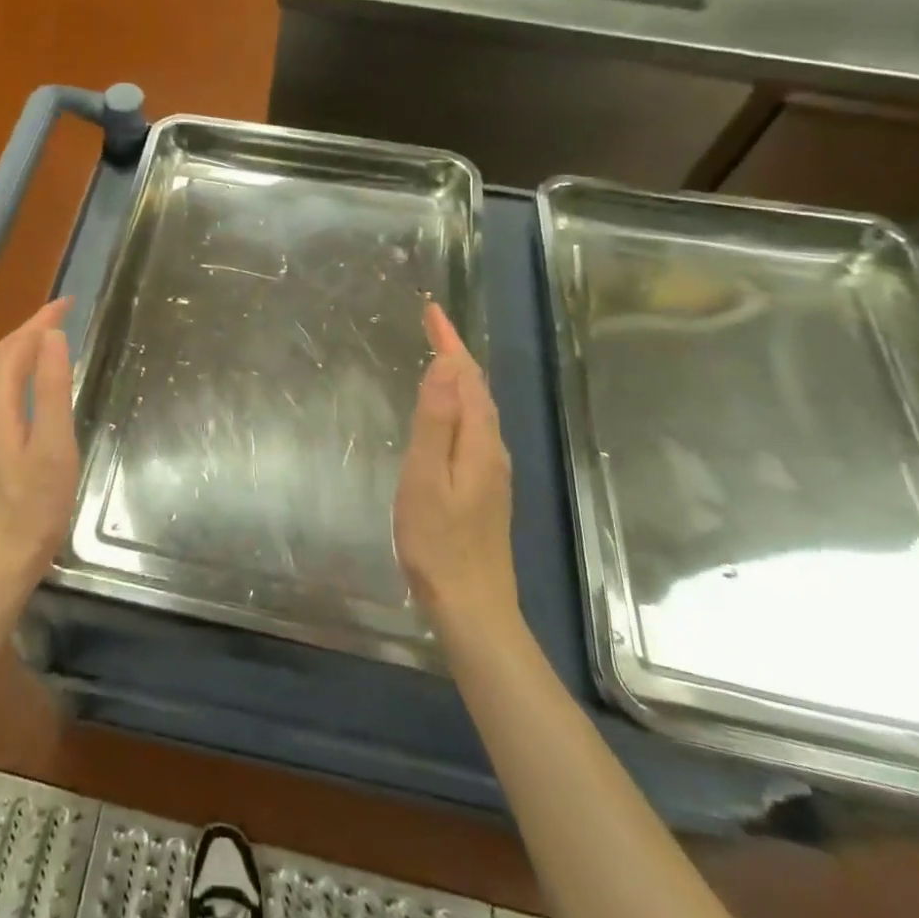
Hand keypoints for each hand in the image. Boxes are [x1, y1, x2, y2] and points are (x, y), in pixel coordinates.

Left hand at [0, 298, 79, 603]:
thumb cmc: (33, 508)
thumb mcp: (53, 447)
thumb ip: (52, 390)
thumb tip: (51, 337)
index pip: (15, 347)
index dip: (40, 320)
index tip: (69, 302)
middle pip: (2, 358)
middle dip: (31, 330)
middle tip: (64, 315)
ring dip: (24, 351)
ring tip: (53, 340)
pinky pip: (1, 394)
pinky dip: (20, 374)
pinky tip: (36, 386)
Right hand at [394, 303, 520, 635]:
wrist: (473, 607)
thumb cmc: (438, 542)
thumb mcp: (426, 477)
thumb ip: (436, 420)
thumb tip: (445, 364)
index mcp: (478, 441)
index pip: (466, 375)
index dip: (449, 340)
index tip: (431, 310)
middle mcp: (492, 449)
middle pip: (478, 388)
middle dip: (455, 351)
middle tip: (431, 325)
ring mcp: (492, 471)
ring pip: (479, 407)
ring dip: (460, 376)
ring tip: (438, 356)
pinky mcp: (485, 489)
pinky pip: (474, 427)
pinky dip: (460, 402)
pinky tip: (447, 414)